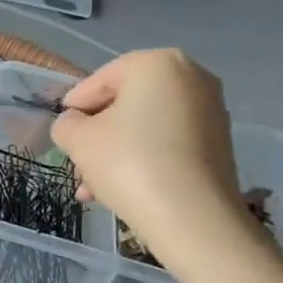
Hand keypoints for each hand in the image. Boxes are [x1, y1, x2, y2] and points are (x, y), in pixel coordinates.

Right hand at [50, 49, 245, 261]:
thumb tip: (74, 125)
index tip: (63, 136)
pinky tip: (123, 190)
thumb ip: (66, 124)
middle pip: (124, 105)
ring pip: (145, 127)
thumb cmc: (130, 164)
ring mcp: (210, 110)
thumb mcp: (78, 140)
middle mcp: (190, 77)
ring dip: (116, 153)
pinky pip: (168, 143)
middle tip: (78, 165)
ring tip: (94, 189)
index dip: (74, 110)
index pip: (98, 82)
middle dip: (97, 137)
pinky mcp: (219, 143)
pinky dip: (144, 160)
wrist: (194, 219)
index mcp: (156, 63)